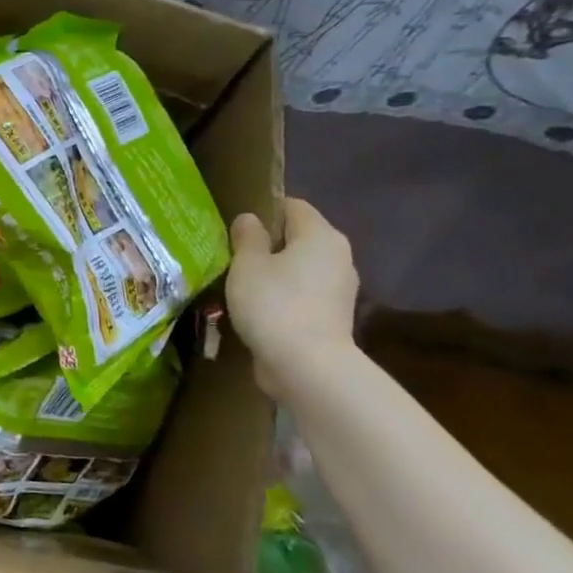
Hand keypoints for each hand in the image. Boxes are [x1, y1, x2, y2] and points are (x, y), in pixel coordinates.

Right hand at [225, 198, 357, 397]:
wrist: (308, 366)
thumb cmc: (274, 303)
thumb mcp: (247, 264)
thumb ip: (247, 237)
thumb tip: (250, 219)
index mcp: (320, 235)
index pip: (292, 206)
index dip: (263, 210)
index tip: (235, 227)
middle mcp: (338, 257)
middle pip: (298, 238)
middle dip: (268, 244)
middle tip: (233, 254)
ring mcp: (340, 289)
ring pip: (300, 269)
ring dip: (274, 273)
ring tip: (241, 284)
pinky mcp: (332, 317)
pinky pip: (303, 295)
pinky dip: (283, 297)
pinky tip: (257, 309)